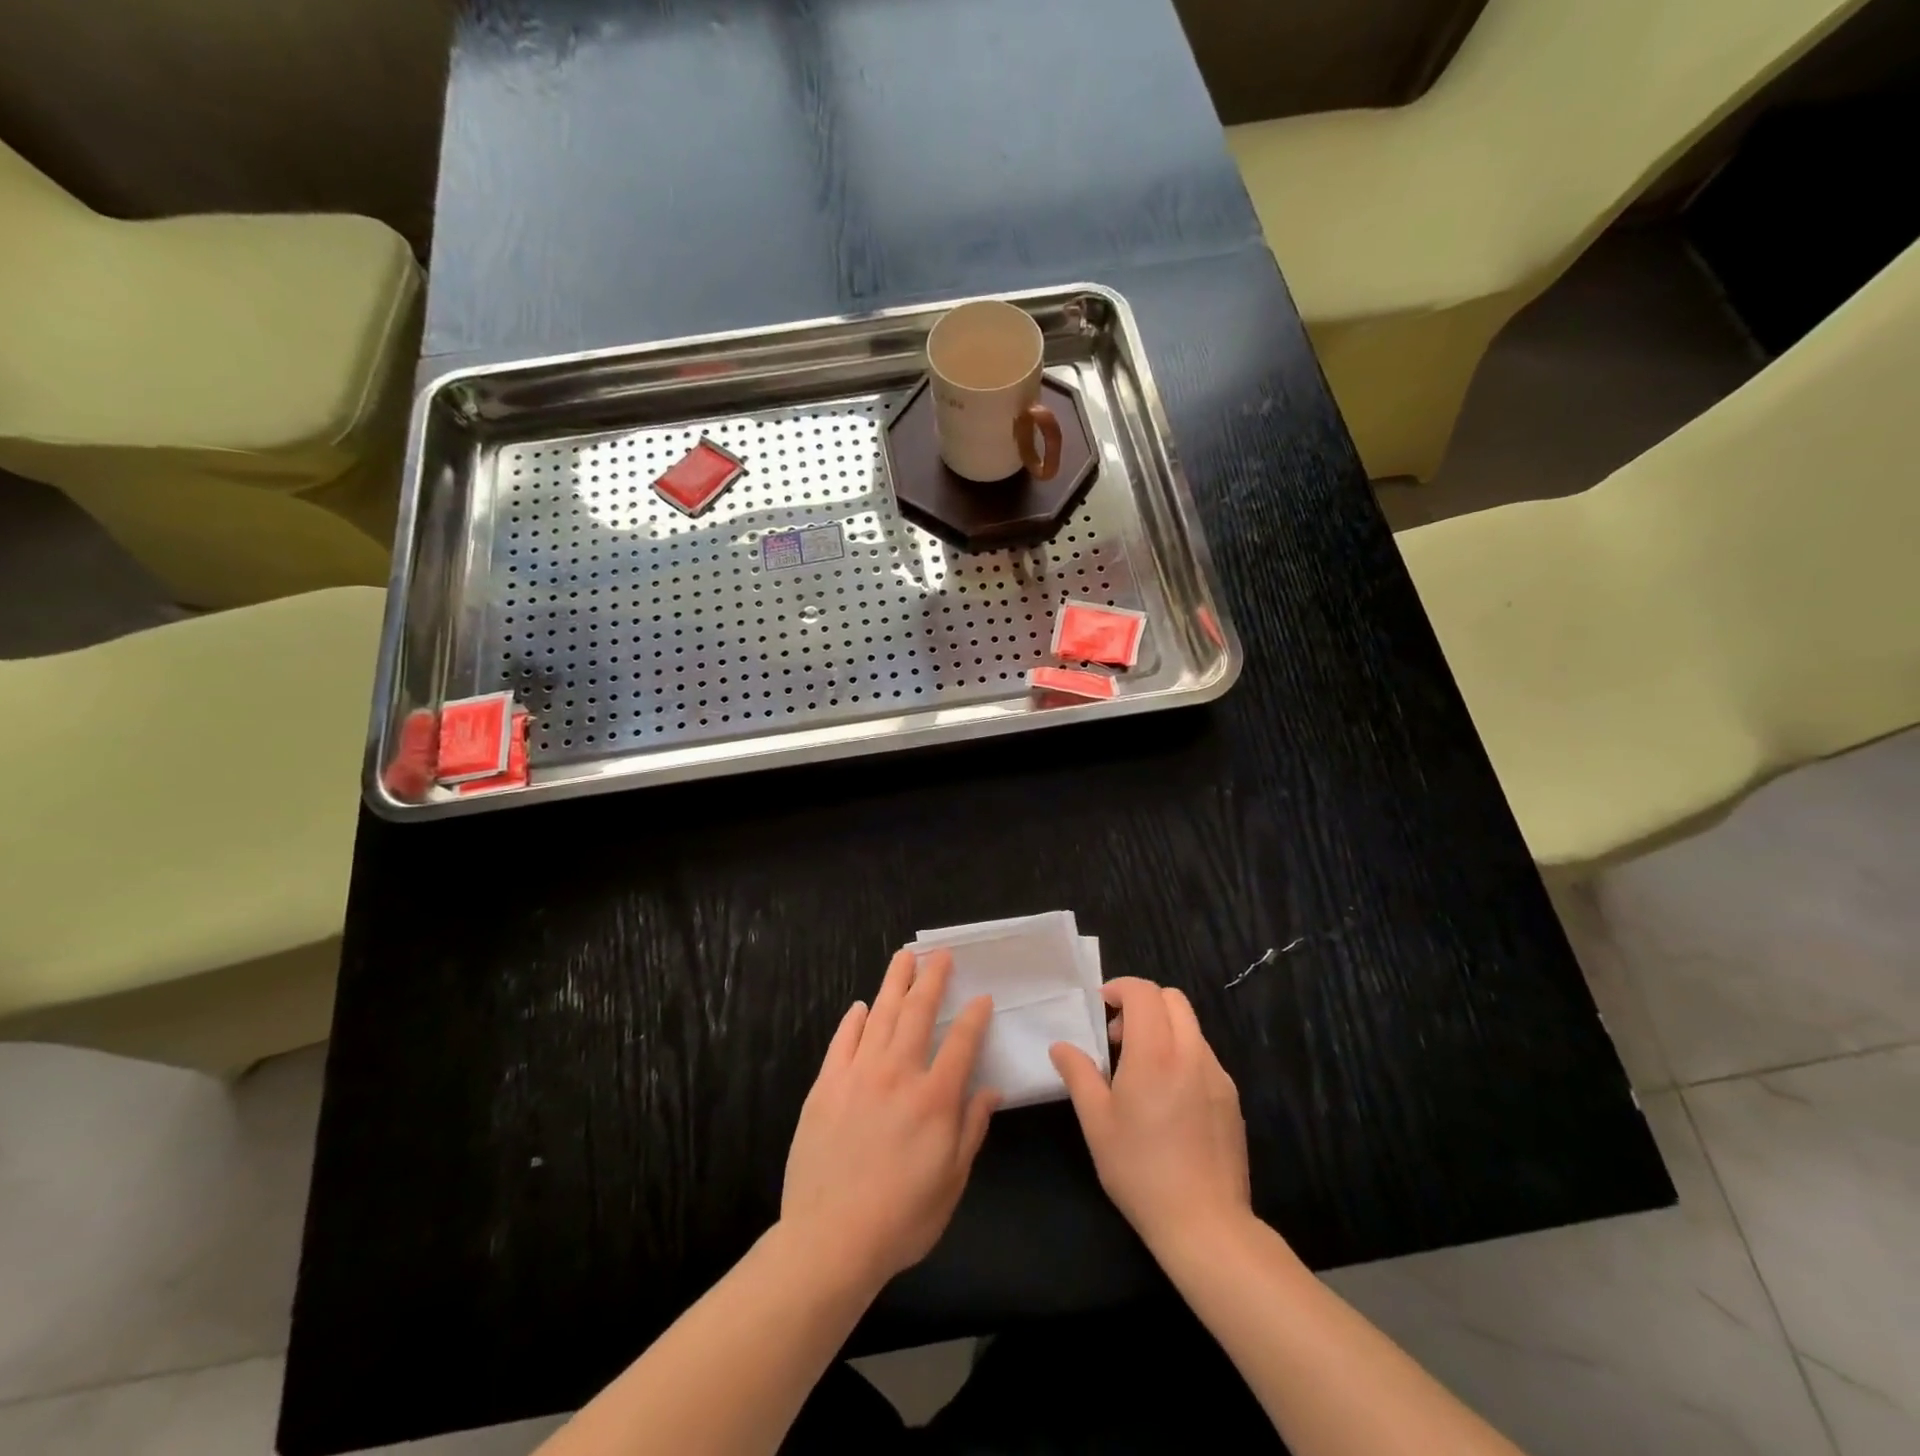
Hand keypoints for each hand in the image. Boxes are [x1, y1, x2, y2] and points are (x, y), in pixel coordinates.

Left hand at [781, 949, 997, 1289]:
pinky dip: (853, 1020)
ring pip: (880, 1015)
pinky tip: (861, 1006)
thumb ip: (971, 1129)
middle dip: (932, 978)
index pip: (962, 1041)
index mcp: (935, 1097)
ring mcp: (858, 1074)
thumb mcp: (952, 1181)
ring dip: (894, 983)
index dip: (974, 1016)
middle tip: (939, 953)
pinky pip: (842, 1041)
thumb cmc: (902, 1217)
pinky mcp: (826, 1085)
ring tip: (903, 957)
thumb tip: (990, 1090)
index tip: (982, 997)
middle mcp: (898, 1073)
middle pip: (918, 1012)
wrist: (831, 1238)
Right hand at [1050, 976, 1250, 1253]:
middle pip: (1172, 999)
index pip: (1143, 992)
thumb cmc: (1140, 1170)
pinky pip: (1203, 1056)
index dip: (1119, 989)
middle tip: (1117, 1036)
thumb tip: (1062, 1046)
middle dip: (1142, 1003)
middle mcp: (1191, 1053)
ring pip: (1190, 1026)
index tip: (1100, 1010)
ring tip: (1140, 1069)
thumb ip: (1078, 1074)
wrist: (1205, 1224)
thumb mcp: (1096, 1123)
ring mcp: (1217, 1075)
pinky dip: (1181, 1054)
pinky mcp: (1231, 1097)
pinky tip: (1167, 1098)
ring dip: (1162, 1029)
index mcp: (1155, 1053)